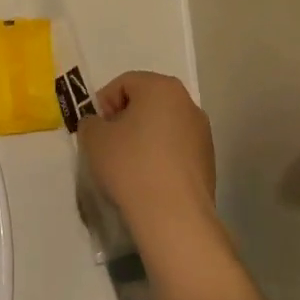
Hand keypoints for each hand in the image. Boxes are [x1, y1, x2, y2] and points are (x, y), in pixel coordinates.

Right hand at [78, 72, 217, 258]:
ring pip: (163, 125)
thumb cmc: (131, 166)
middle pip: (147, 102)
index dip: (104, 104)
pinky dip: (161, 156)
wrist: (174, 216)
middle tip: (109, 145)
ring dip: (144, 138)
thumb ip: (91, 123)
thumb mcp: (94, 139)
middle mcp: (187, 103)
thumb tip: (100, 125)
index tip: (96, 130)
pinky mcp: (208, 160)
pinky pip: (176, 148)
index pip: (124, 83)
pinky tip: (149, 180)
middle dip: (125, 119)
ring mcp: (202, 132)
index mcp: (161, 87)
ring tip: (129, 166)